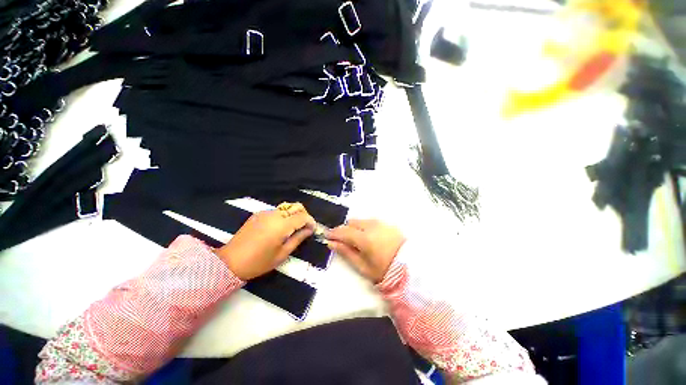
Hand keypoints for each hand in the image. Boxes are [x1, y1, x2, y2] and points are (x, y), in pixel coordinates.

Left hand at [215, 203, 314, 279]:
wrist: (230, 262)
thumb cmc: (259, 262)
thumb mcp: (282, 254)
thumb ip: (298, 238)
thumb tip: (309, 230)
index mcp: (282, 225)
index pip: (303, 216)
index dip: (311, 221)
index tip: (312, 229)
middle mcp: (275, 215)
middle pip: (296, 206)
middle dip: (304, 215)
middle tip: (304, 227)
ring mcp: (265, 213)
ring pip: (287, 207)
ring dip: (294, 215)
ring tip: (292, 228)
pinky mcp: (258, 214)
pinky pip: (276, 211)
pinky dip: (283, 216)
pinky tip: (279, 228)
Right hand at [326, 219, 405, 282]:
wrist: (412, 267)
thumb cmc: (385, 270)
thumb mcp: (363, 266)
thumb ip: (346, 253)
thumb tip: (331, 243)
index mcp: (365, 238)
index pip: (343, 231)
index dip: (333, 233)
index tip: (326, 235)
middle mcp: (372, 226)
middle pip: (351, 222)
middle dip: (345, 230)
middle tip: (343, 240)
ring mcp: (380, 223)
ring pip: (361, 221)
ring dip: (355, 227)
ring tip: (357, 240)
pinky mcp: (387, 223)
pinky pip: (370, 221)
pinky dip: (365, 227)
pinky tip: (369, 237)